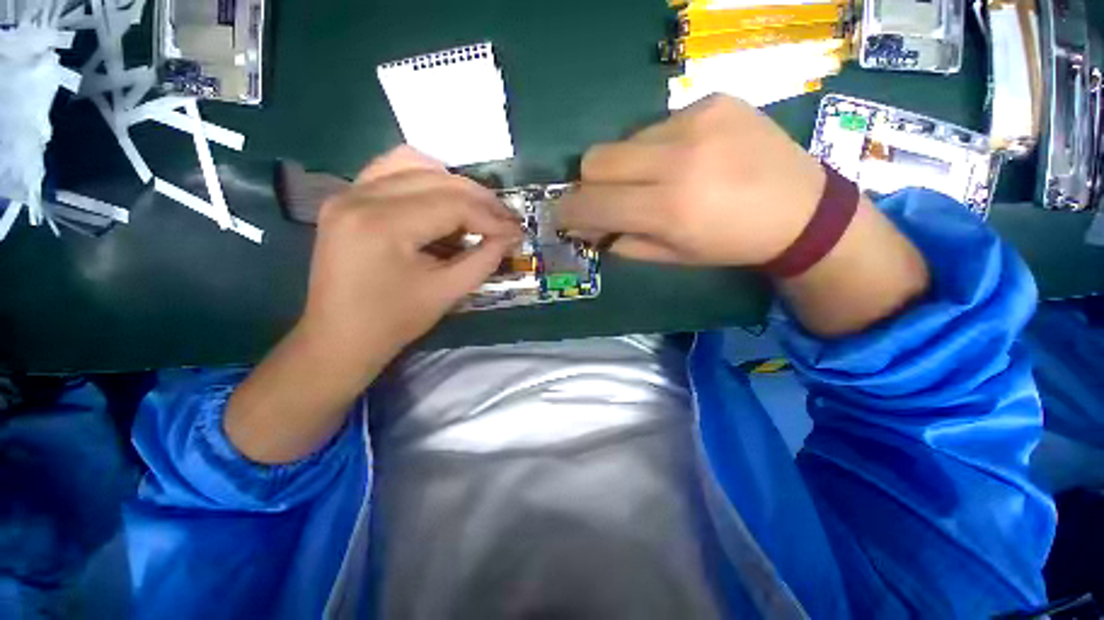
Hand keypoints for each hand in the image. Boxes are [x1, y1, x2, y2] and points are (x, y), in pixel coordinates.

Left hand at [299, 146, 521, 381]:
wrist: (339, 337)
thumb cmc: (394, 321)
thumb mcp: (447, 292)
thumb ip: (483, 260)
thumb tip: (510, 237)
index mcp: (383, 225)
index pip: (452, 205)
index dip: (491, 218)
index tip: (516, 232)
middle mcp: (360, 196)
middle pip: (436, 179)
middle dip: (479, 199)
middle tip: (505, 220)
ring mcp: (348, 192)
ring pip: (414, 164)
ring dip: (454, 185)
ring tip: (478, 209)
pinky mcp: (346, 198)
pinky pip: (391, 170)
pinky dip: (425, 178)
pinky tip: (442, 199)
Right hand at [557, 94, 927, 337]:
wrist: (802, 209)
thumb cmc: (729, 244)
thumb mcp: (671, 257)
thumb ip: (622, 241)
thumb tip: (589, 227)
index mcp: (668, 209)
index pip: (591, 203)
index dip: (569, 211)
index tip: (565, 217)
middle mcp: (678, 159)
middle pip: (595, 159)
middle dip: (589, 184)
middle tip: (607, 200)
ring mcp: (697, 121)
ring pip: (624, 141)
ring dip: (626, 166)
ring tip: (655, 180)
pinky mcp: (712, 100)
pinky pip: (657, 125)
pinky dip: (656, 148)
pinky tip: (685, 159)